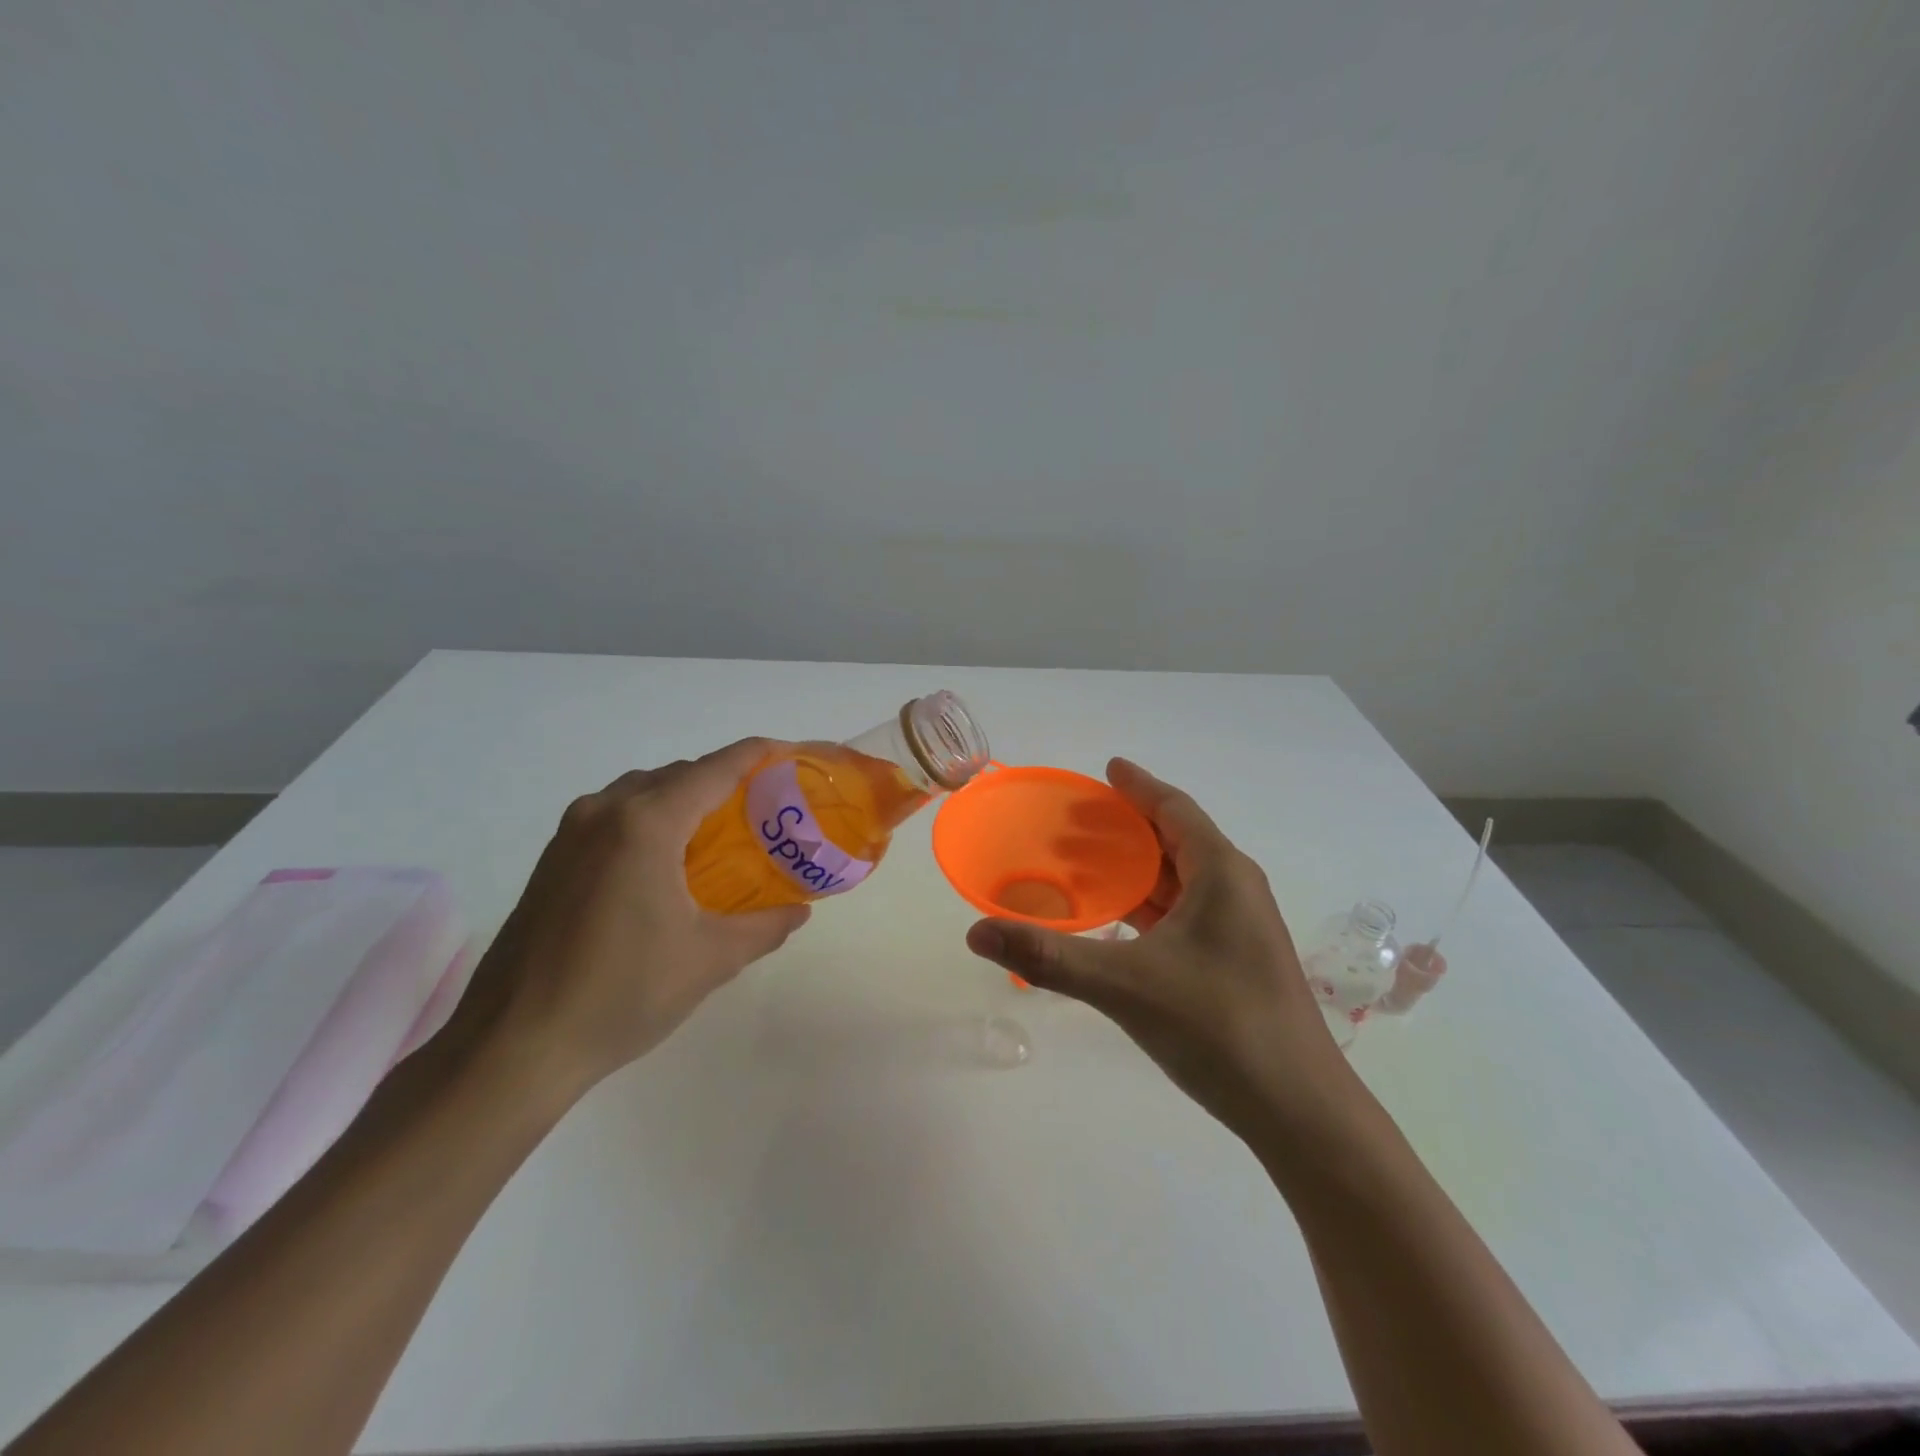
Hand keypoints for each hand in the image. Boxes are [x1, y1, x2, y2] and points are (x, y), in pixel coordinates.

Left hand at [446, 739, 810, 1100]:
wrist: (513, 1046)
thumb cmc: (621, 994)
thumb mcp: (710, 960)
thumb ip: (764, 926)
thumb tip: (799, 911)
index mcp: (646, 824)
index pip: (716, 769)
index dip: (758, 755)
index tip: (791, 754)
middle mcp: (604, 812)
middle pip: (680, 774)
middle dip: (726, 780)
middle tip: (765, 808)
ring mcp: (570, 833)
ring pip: (643, 791)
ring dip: (685, 798)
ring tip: (721, 834)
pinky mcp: (553, 858)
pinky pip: (614, 815)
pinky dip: (652, 818)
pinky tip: (668, 861)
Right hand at [964, 758, 1356, 1141]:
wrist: (1300, 1113)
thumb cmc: (1219, 1028)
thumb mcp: (1125, 985)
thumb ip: (1049, 957)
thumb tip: (976, 933)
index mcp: (1221, 873)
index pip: (1175, 809)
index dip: (1139, 786)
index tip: (1107, 769)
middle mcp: (1235, 890)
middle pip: (1176, 839)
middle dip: (1127, 828)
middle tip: (1073, 822)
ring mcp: (1239, 928)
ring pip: (1180, 880)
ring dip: (1135, 869)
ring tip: (1084, 866)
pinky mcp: (1235, 961)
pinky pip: (1185, 913)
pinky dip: (1148, 906)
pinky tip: (1116, 922)